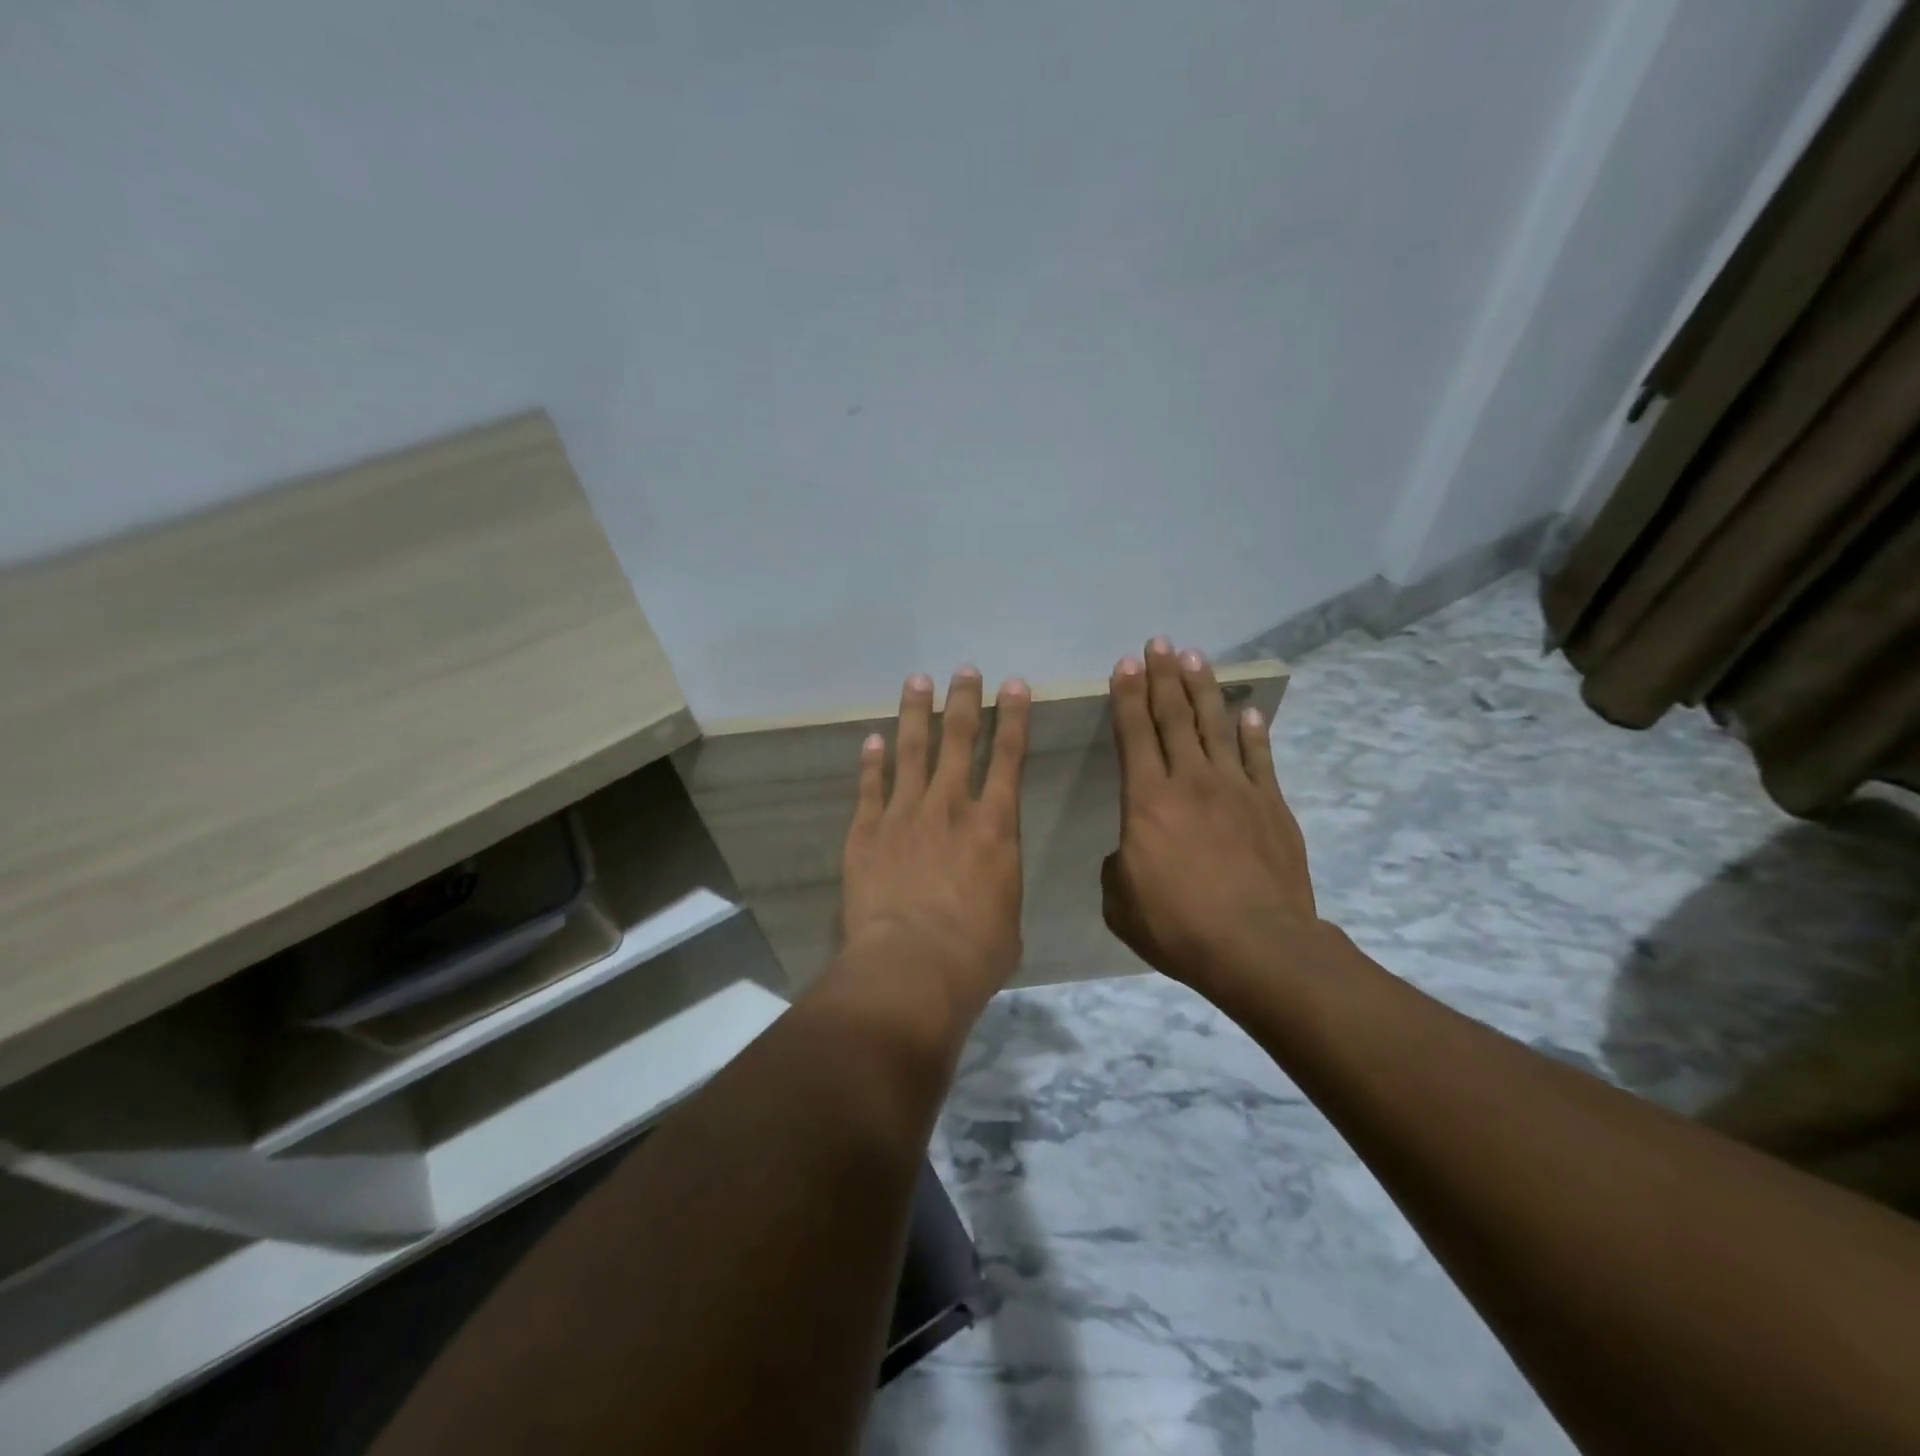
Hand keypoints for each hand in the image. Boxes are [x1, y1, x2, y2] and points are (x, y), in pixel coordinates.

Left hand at [840, 667, 1031, 1015]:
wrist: (912, 966)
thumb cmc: (975, 952)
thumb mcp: (1007, 915)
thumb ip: (997, 883)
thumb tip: (987, 881)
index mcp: (995, 826)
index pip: (1010, 757)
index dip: (1013, 717)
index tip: (1014, 684)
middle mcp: (951, 806)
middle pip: (959, 739)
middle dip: (964, 701)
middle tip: (964, 670)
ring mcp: (905, 814)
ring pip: (912, 751)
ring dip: (916, 713)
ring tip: (917, 681)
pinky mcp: (867, 831)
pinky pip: (870, 786)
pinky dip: (871, 761)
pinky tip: (871, 739)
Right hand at [1101, 638, 1322, 998]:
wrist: (1258, 946)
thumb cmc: (1178, 925)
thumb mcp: (1121, 903)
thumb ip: (1118, 868)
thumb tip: (1129, 853)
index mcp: (1146, 800)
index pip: (1133, 733)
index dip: (1126, 696)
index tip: (1125, 664)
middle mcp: (1190, 781)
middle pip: (1175, 716)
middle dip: (1163, 677)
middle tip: (1159, 644)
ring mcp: (1236, 789)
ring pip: (1216, 725)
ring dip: (1204, 689)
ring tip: (1196, 658)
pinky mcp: (1271, 805)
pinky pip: (1259, 757)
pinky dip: (1252, 731)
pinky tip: (1248, 711)